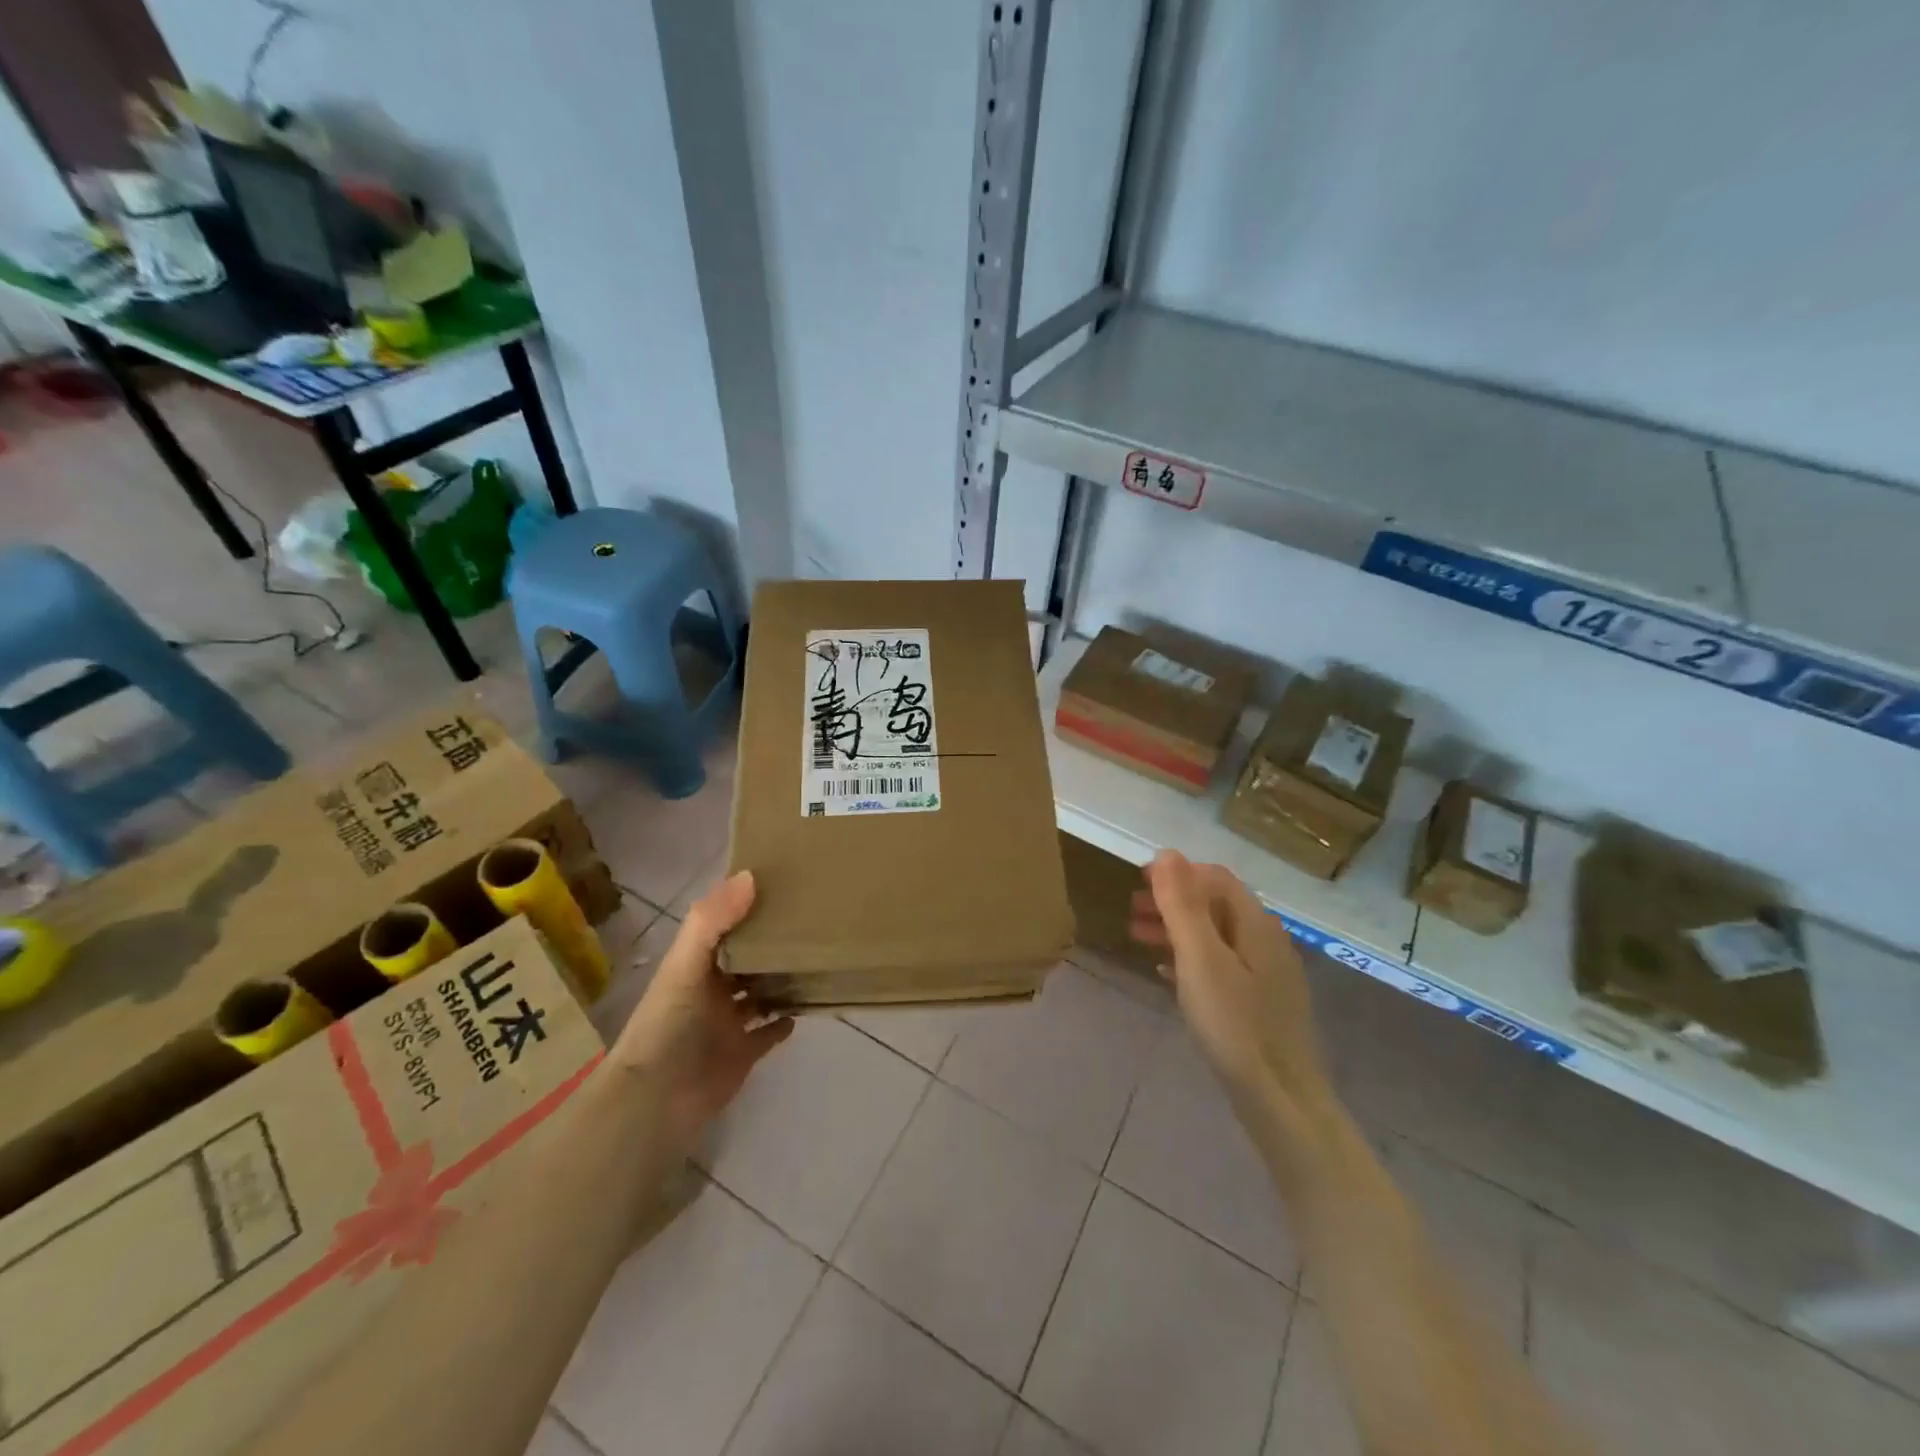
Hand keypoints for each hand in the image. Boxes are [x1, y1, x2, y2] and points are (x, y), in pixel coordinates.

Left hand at [611, 872, 792, 1149]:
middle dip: (770, 942)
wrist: (658, 1099)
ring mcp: (727, 1023)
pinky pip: (768, 1032)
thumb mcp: (685, 964)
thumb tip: (751, 875)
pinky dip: (784, 1021)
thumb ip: (713, 920)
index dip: (746, 906)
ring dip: (781, 979)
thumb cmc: (670, 1024)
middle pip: (745, 959)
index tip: (782, 884)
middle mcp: (712, 990)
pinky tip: (806, 1006)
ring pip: (759, 993)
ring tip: (816, 957)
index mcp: (695, 965)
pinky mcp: (742, 1054)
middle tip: (811, 919)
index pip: (724, 926)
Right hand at [1131, 851, 1331, 1127]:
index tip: (1137, 881)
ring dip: (1177, 929)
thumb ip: (1182, 905)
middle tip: (1131, 911)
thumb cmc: (1234, 1023)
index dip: (1176, 873)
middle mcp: (1266, 940)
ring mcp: (1266, 973)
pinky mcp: (1260, 1002)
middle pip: (1215, 905)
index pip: (1216, 878)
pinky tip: (1166, 972)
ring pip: (1215, 935)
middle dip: (1172, 901)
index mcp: (1255, 924)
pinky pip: (1220, 964)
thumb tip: (1166, 853)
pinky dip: (1189, 958)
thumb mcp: (1199, 958)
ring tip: (1139, 938)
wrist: (1279, 1099)